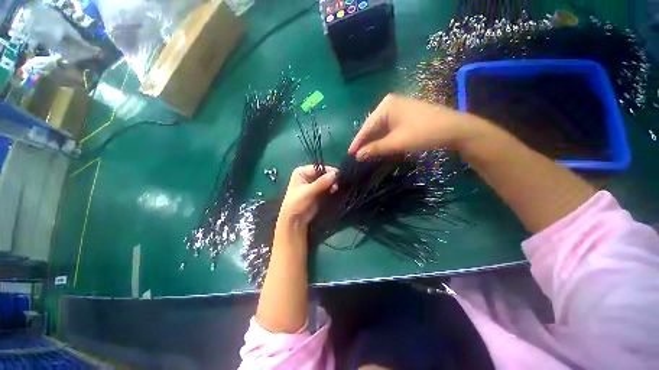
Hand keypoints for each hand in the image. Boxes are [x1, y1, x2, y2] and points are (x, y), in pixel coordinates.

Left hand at [278, 165, 338, 226]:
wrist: (295, 220)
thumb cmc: (297, 203)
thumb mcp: (308, 192)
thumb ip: (321, 182)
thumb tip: (335, 174)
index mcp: (302, 172)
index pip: (318, 167)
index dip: (328, 170)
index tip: (338, 175)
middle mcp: (308, 176)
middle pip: (324, 173)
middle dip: (331, 177)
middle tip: (338, 183)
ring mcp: (314, 184)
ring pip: (327, 180)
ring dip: (333, 183)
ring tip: (335, 188)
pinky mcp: (319, 191)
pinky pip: (328, 186)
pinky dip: (332, 188)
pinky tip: (334, 191)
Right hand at [348, 94, 487, 159]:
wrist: (455, 129)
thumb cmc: (423, 133)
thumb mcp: (396, 143)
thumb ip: (375, 149)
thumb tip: (357, 156)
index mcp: (385, 106)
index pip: (366, 127)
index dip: (357, 142)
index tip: (350, 154)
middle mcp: (389, 104)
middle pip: (373, 127)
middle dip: (366, 142)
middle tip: (358, 157)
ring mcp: (398, 108)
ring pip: (381, 128)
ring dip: (375, 142)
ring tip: (367, 155)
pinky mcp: (405, 114)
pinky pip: (389, 128)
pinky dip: (385, 139)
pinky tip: (381, 147)